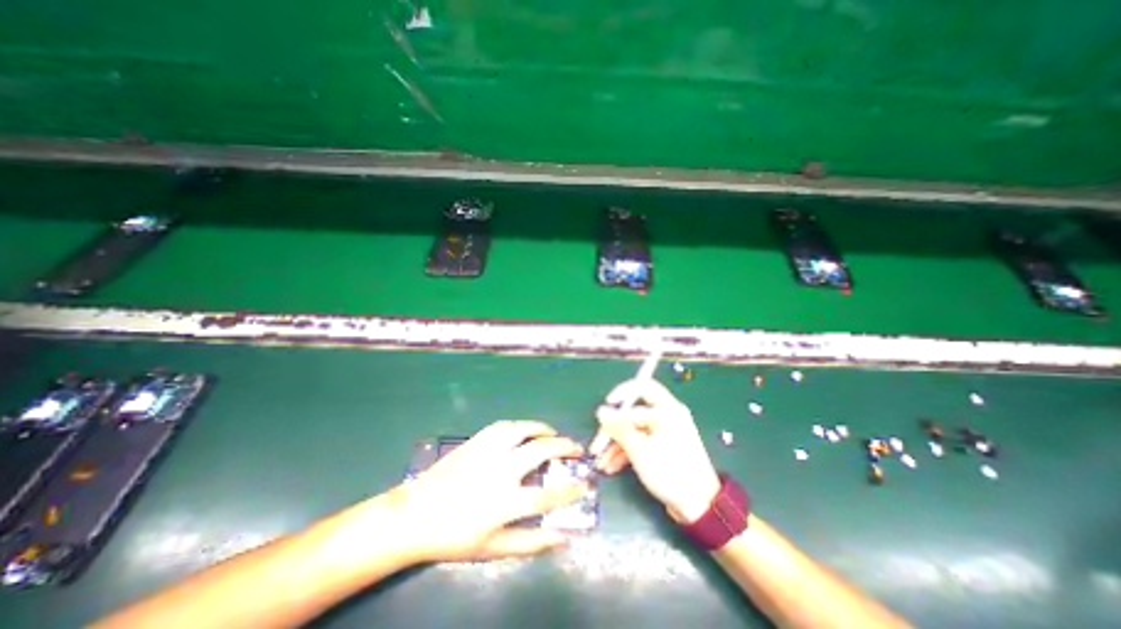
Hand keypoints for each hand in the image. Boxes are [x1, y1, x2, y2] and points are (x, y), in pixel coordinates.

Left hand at [376, 421, 587, 563]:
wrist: (415, 515)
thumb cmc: (454, 536)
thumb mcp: (492, 549)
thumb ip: (530, 544)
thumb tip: (563, 538)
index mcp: (504, 502)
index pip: (548, 495)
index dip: (570, 490)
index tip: (584, 485)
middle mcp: (500, 471)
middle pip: (540, 451)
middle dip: (564, 447)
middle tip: (576, 448)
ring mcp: (487, 452)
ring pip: (522, 430)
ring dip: (543, 429)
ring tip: (553, 433)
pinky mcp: (475, 441)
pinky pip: (503, 426)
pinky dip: (520, 425)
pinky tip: (525, 430)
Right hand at [596, 380, 718, 523]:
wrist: (699, 507)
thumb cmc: (670, 472)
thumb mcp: (639, 450)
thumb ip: (619, 428)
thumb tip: (601, 411)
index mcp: (667, 409)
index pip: (641, 388)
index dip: (621, 392)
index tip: (607, 405)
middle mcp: (667, 416)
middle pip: (633, 413)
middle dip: (613, 429)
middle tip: (597, 444)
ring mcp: (665, 432)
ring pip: (634, 429)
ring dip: (616, 444)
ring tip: (601, 463)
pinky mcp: (663, 447)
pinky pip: (641, 441)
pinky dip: (626, 452)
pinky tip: (612, 466)